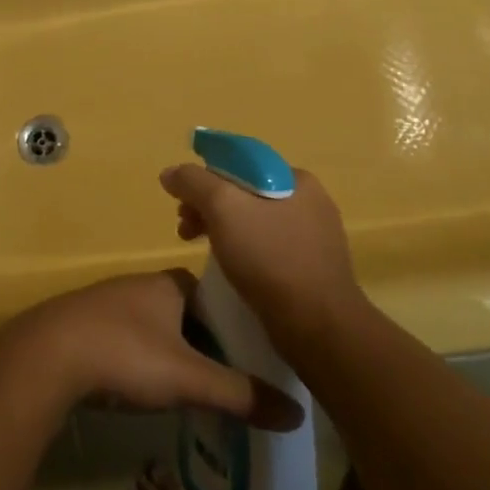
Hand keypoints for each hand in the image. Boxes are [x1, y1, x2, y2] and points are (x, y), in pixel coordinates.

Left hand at [4, 271, 302, 430]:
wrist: (46, 356)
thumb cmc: (126, 354)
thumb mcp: (189, 378)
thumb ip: (240, 394)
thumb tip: (296, 415)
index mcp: (168, 284)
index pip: (212, 293)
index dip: (231, 320)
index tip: (248, 353)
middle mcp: (138, 285)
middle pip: (182, 310)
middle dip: (201, 339)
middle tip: (224, 377)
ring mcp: (106, 303)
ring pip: (151, 325)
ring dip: (168, 350)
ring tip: (188, 387)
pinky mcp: (81, 326)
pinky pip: (123, 339)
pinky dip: (138, 359)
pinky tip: (141, 386)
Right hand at [158, 163, 362, 345]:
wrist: (319, 326)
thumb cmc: (270, 258)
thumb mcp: (223, 208)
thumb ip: (193, 183)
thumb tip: (171, 173)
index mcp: (295, 179)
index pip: (239, 163)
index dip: (204, 176)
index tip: (182, 202)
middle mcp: (309, 202)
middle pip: (244, 192)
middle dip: (208, 206)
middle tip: (184, 229)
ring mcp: (313, 237)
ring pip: (254, 221)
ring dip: (222, 230)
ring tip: (199, 250)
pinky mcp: (312, 269)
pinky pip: (268, 248)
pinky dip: (243, 252)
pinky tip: (230, 269)